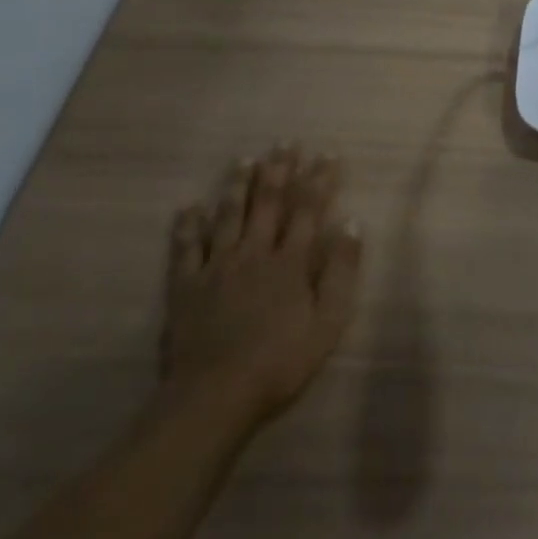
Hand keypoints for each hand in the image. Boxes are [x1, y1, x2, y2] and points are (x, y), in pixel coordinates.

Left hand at [162, 147, 362, 432]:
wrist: (215, 396)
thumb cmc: (281, 362)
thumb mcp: (328, 322)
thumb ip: (342, 271)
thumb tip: (352, 224)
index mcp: (290, 262)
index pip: (308, 210)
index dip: (318, 180)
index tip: (327, 154)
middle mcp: (253, 253)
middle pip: (267, 204)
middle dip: (279, 171)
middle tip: (285, 143)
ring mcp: (216, 267)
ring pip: (228, 216)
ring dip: (237, 185)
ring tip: (244, 159)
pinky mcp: (186, 286)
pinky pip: (186, 247)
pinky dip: (188, 225)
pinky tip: (190, 206)